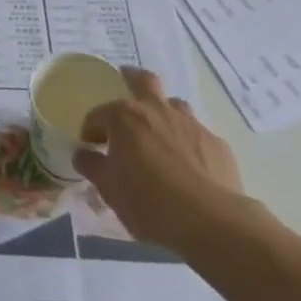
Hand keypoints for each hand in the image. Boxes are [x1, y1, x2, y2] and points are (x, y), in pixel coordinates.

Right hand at [75, 68, 254, 254]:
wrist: (211, 223)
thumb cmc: (149, 202)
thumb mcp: (109, 189)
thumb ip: (92, 166)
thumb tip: (83, 154)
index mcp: (124, 117)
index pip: (98, 116)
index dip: (91, 131)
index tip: (91, 148)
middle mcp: (157, 110)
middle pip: (144, 81)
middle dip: (132, 78)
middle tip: (126, 82)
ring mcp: (190, 124)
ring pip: (175, 105)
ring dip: (165, 112)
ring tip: (161, 132)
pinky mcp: (217, 144)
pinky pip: (198, 135)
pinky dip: (189, 143)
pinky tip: (190, 165)